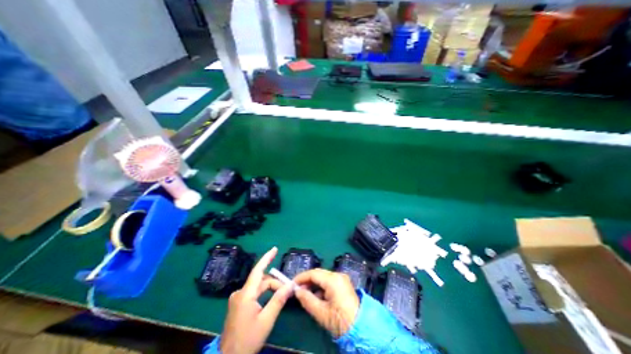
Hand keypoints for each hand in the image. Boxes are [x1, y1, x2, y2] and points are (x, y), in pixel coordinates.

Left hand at [220, 247, 293, 353]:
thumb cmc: (248, 340)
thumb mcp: (266, 320)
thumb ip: (278, 300)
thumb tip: (290, 285)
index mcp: (245, 294)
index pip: (258, 271)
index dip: (267, 258)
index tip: (275, 248)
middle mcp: (240, 293)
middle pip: (261, 281)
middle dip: (275, 283)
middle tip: (288, 290)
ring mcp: (238, 299)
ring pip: (258, 287)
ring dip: (271, 289)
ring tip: (282, 295)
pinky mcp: (238, 304)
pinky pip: (254, 293)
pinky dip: (264, 293)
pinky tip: (272, 299)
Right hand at [292, 268, 356, 337]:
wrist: (361, 329)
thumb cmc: (340, 321)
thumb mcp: (321, 313)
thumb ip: (307, 299)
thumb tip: (297, 291)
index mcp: (333, 280)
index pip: (313, 273)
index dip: (301, 277)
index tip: (292, 283)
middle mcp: (338, 275)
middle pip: (319, 274)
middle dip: (307, 281)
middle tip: (297, 290)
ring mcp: (342, 279)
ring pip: (323, 277)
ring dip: (314, 284)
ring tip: (305, 294)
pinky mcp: (344, 284)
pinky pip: (329, 281)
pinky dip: (321, 287)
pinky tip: (316, 297)